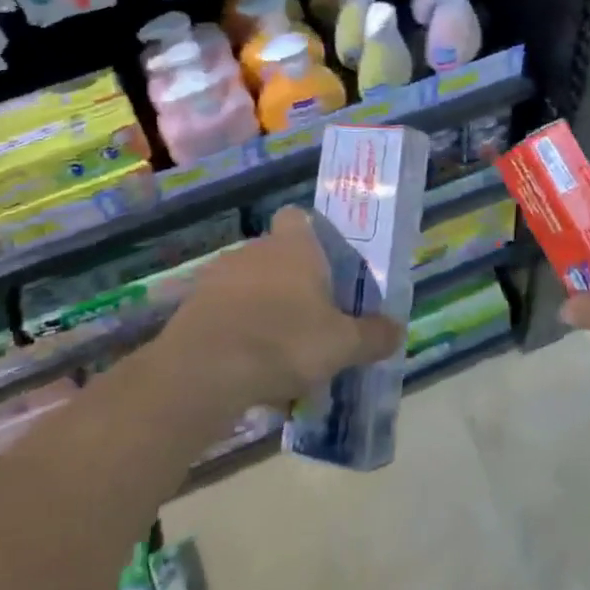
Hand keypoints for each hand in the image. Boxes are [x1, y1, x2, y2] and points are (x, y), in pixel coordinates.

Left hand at [165, 207, 402, 407]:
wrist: (205, 372)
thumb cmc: (285, 342)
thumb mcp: (343, 345)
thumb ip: (373, 336)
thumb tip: (397, 330)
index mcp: (294, 247)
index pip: (298, 217)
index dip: (310, 235)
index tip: (323, 265)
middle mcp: (254, 250)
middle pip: (276, 255)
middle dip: (291, 282)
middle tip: (310, 319)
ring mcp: (218, 276)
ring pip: (248, 284)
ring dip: (261, 307)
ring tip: (278, 350)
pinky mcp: (192, 306)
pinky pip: (224, 312)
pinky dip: (236, 330)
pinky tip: (247, 366)